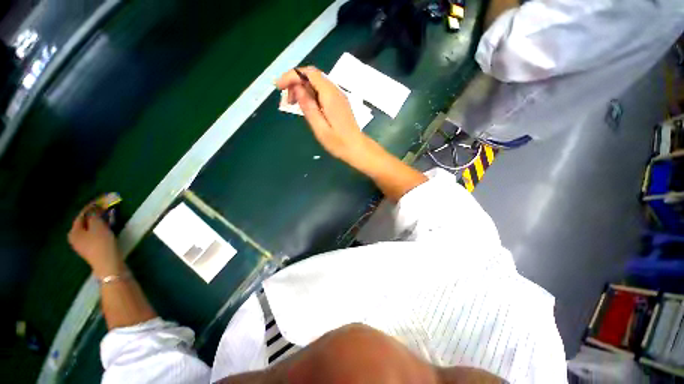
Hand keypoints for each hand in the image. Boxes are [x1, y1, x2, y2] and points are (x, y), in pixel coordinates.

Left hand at [68, 201, 123, 277]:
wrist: (108, 264)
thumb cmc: (101, 244)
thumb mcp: (98, 227)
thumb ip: (95, 215)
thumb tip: (94, 207)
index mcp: (74, 232)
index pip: (82, 215)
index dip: (91, 206)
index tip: (101, 199)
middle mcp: (76, 238)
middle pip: (85, 222)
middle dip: (95, 214)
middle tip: (105, 207)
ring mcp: (84, 245)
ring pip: (90, 228)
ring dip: (98, 221)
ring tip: (108, 215)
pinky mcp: (93, 249)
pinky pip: (95, 234)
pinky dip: (101, 228)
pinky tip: (108, 227)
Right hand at [276, 66, 369, 159]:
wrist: (357, 148)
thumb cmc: (339, 142)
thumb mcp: (320, 127)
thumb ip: (308, 107)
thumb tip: (297, 88)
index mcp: (330, 95)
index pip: (309, 73)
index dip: (291, 76)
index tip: (278, 87)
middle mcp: (335, 91)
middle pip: (312, 76)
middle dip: (295, 82)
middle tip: (287, 101)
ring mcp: (338, 96)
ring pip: (316, 83)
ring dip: (302, 89)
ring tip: (293, 105)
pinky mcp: (339, 103)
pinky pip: (322, 92)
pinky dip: (311, 95)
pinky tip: (306, 107)